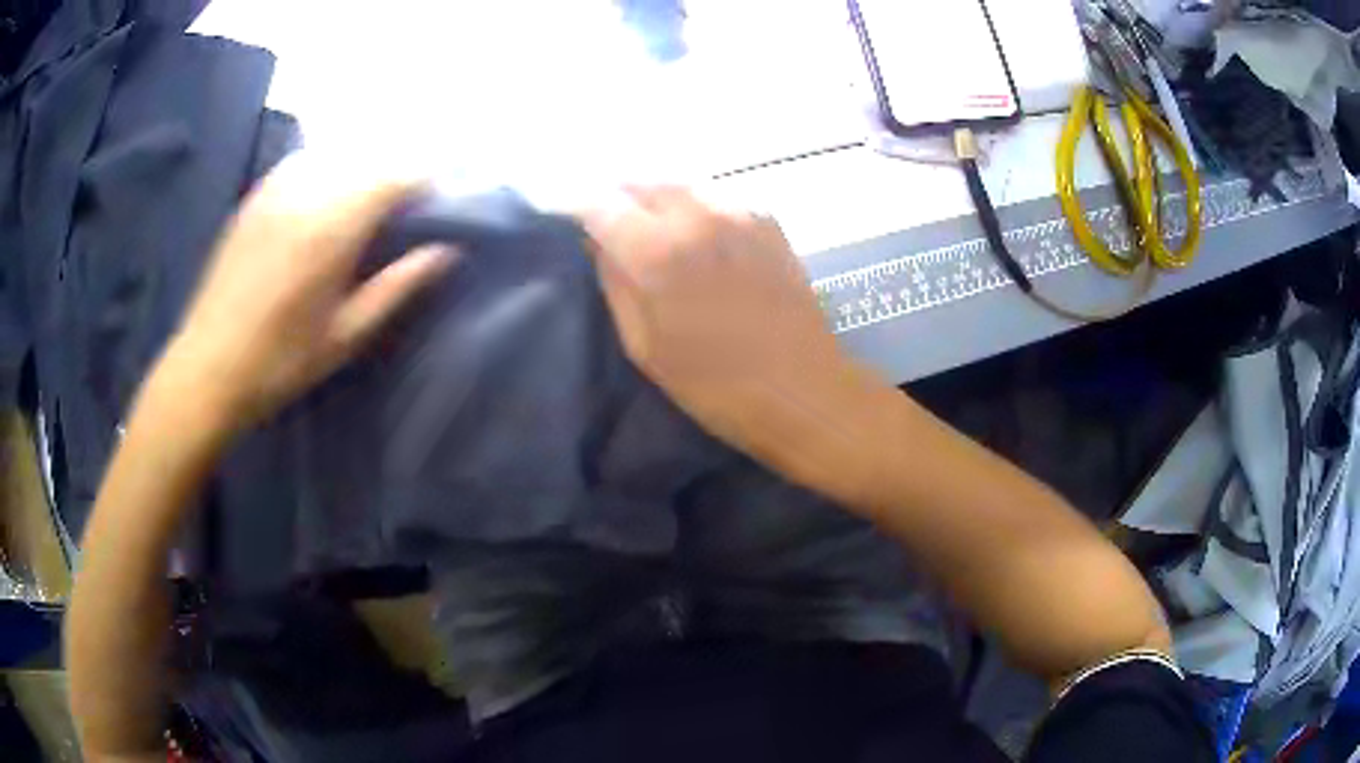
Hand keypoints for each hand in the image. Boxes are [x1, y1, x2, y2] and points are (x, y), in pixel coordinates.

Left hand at [157, 156, 456, 432]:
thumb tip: (445, 252)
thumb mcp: (346, 334)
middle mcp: (307, 192)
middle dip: (396, 173)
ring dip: (361, 168)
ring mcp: (276, 189)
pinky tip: (324, 197)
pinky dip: (326, 169)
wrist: (208, 367)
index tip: (437, 204)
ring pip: (336, 154)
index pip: (395, 177)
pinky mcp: (255, 196)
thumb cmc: (281, 361)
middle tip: (406, 206)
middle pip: (369, 158)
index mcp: (333, 227)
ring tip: (366, 201)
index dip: (425, 182)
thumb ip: (397, 286)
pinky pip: (303, 163)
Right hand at [582, 186, 871, 462]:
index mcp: (659, 251)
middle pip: (640, 182)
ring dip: (653, 197)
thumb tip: (598, 243)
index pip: (599, 202)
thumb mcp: (645, 347)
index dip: (575, 206)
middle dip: (615, 197)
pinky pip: (714, 196)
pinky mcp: (767, 219)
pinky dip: (691, 205)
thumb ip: (615, 284)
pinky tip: (692, 233)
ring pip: (678, 184)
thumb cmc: (717, 387)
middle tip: (604, 222)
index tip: (565, 217)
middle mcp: (698, 214)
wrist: (805, 390)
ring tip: (646, 225)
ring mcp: (738, 210)